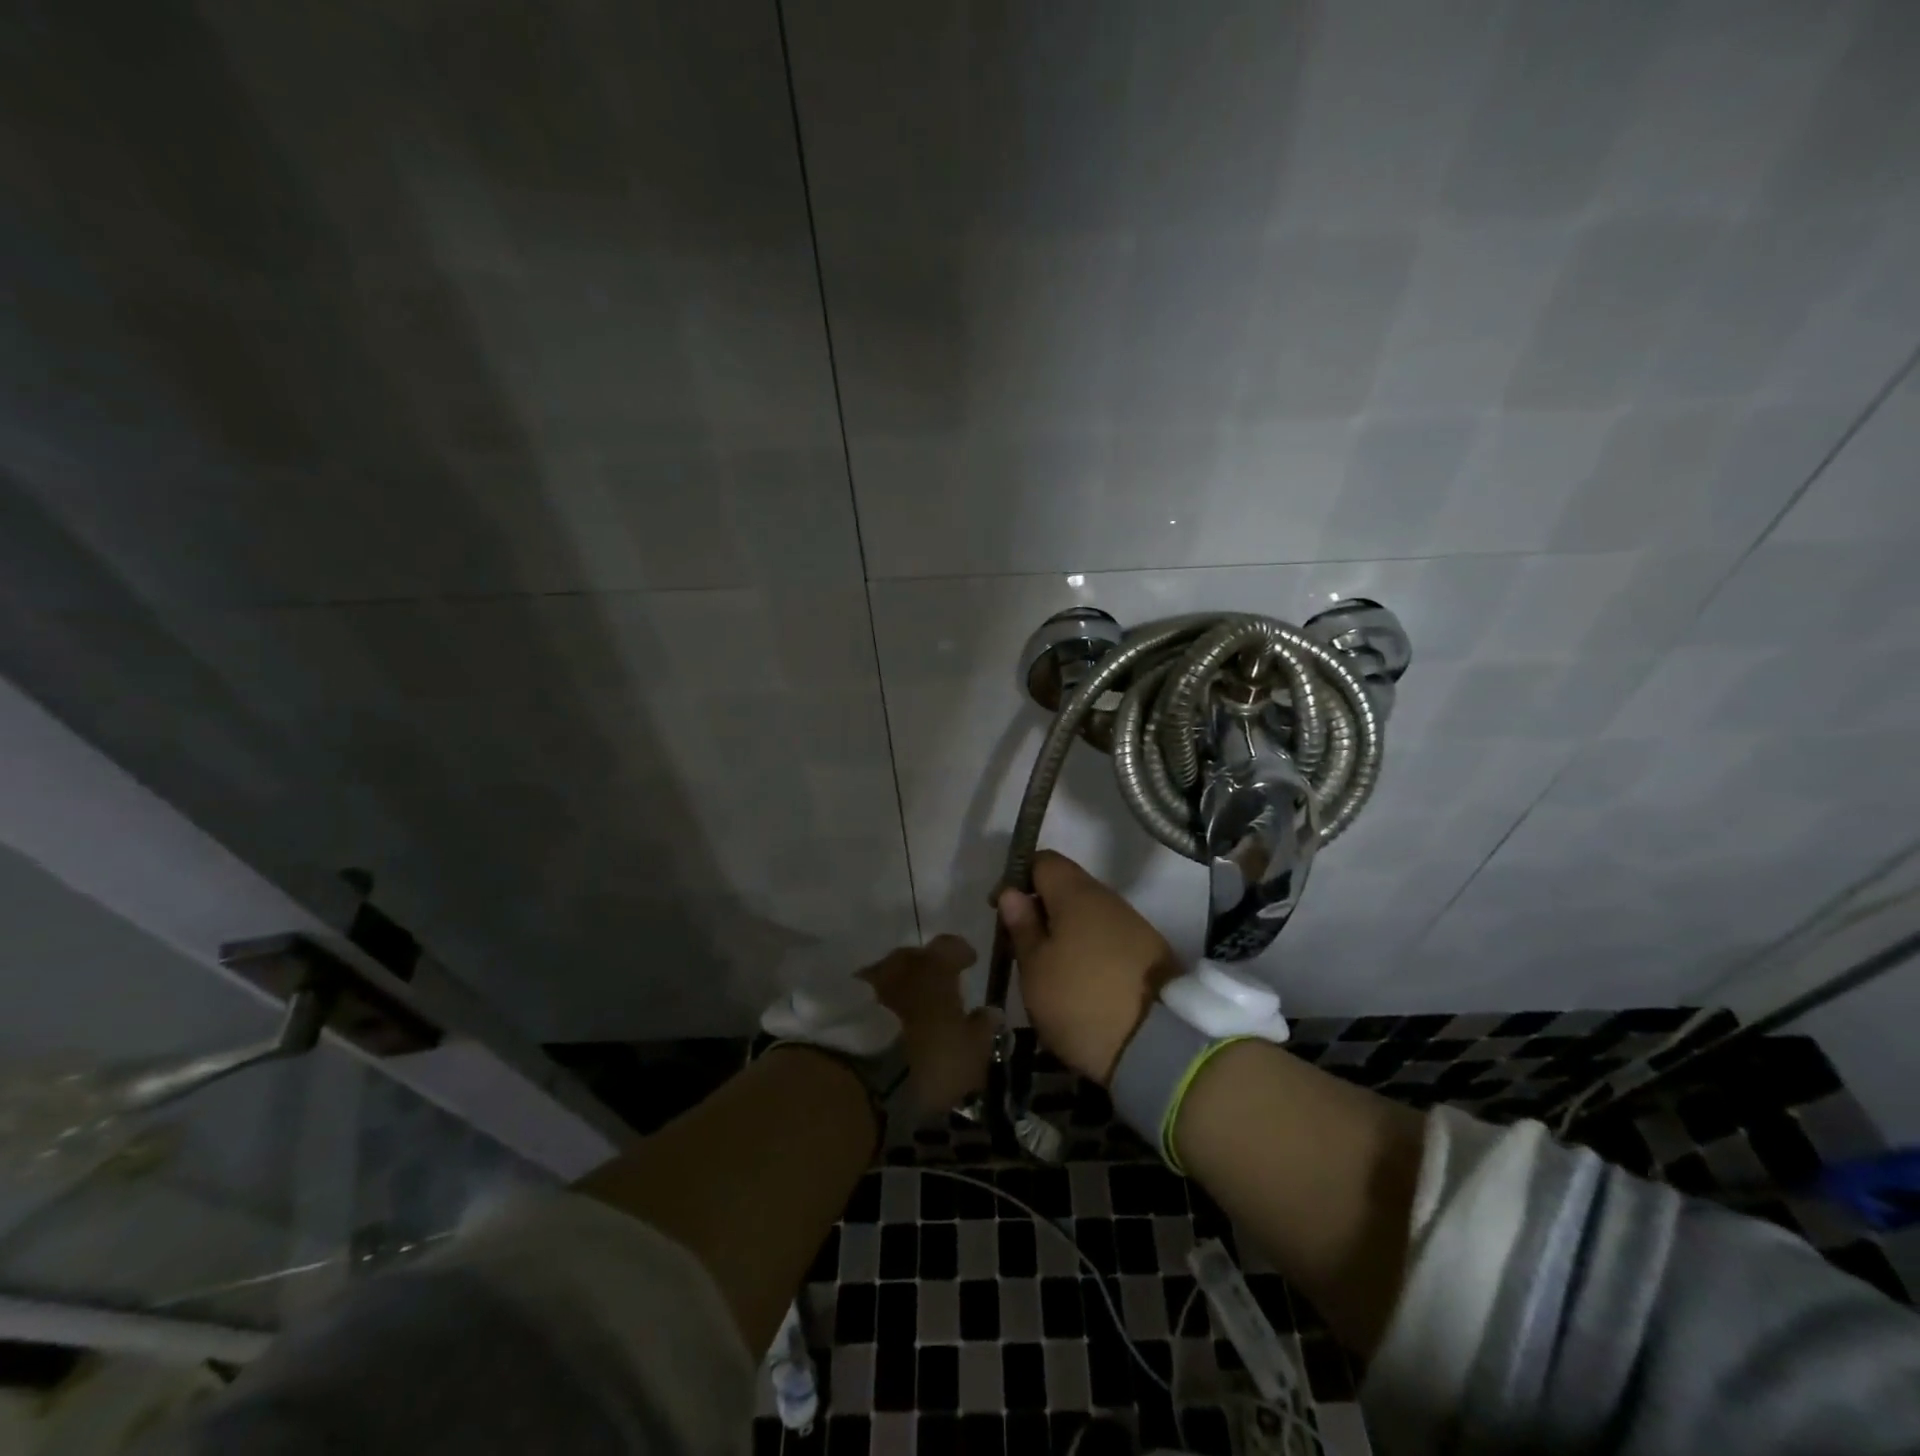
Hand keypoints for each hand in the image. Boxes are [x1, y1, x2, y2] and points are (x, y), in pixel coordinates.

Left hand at [859, 934, 998, 1114]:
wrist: (859, 1078)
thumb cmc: (927, 1059)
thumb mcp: (970, 1052)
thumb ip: (982, 1028)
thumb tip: (991, 1012)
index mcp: (934, 966)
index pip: (952, 945)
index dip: (962, 953)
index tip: (969, 962)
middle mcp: (899, 963)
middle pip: (916, 958)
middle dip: (927, 971)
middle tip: (936, 992)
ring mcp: (866, 981)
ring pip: (889, 978)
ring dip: (899, 989)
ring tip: (906, 1014)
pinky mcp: (842, 1004)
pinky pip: (867, 1000)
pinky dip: (876, 1008)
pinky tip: (882, 1027)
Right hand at [998, 851, 1179, 1085]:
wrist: (1159, 1045)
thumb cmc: (1080, 1001)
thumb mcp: (1036, 969)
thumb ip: (1022, 926)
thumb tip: (1012, 892)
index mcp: (1076, 893)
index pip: (1043, 860)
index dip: (1017, 878)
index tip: (1002, 911)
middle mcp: (1108, 898)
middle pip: (1067, 887)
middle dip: (1041, 908)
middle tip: (1023, 946)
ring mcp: (1133, 924)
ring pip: (1088, 913)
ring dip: (1066, 931)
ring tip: (1050, 968)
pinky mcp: (1150, 951)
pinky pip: (1108, 936)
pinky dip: (1089, 948)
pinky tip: (1081, 979)